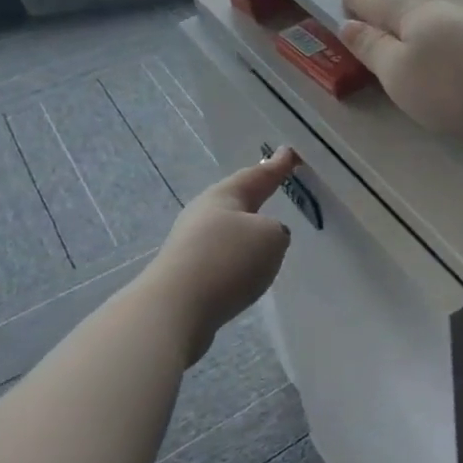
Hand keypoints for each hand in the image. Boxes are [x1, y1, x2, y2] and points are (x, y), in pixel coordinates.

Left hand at [144, 149, 298, 361]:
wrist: (173, 310)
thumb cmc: (227, 260)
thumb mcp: (271, 237)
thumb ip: (277, 231)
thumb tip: (265, 238)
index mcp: (224, 195)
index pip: (258, 175)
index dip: (277, 165)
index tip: (289, 152)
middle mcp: (204, 214)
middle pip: (237, 200)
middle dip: (255, 194)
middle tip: (274, 186)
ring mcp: (191, 245)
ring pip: (228, 229)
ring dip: (246, 229)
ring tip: (265, 233)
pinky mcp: (187, 274)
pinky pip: (222, 256)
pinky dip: (237, 257)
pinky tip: (247, 269)